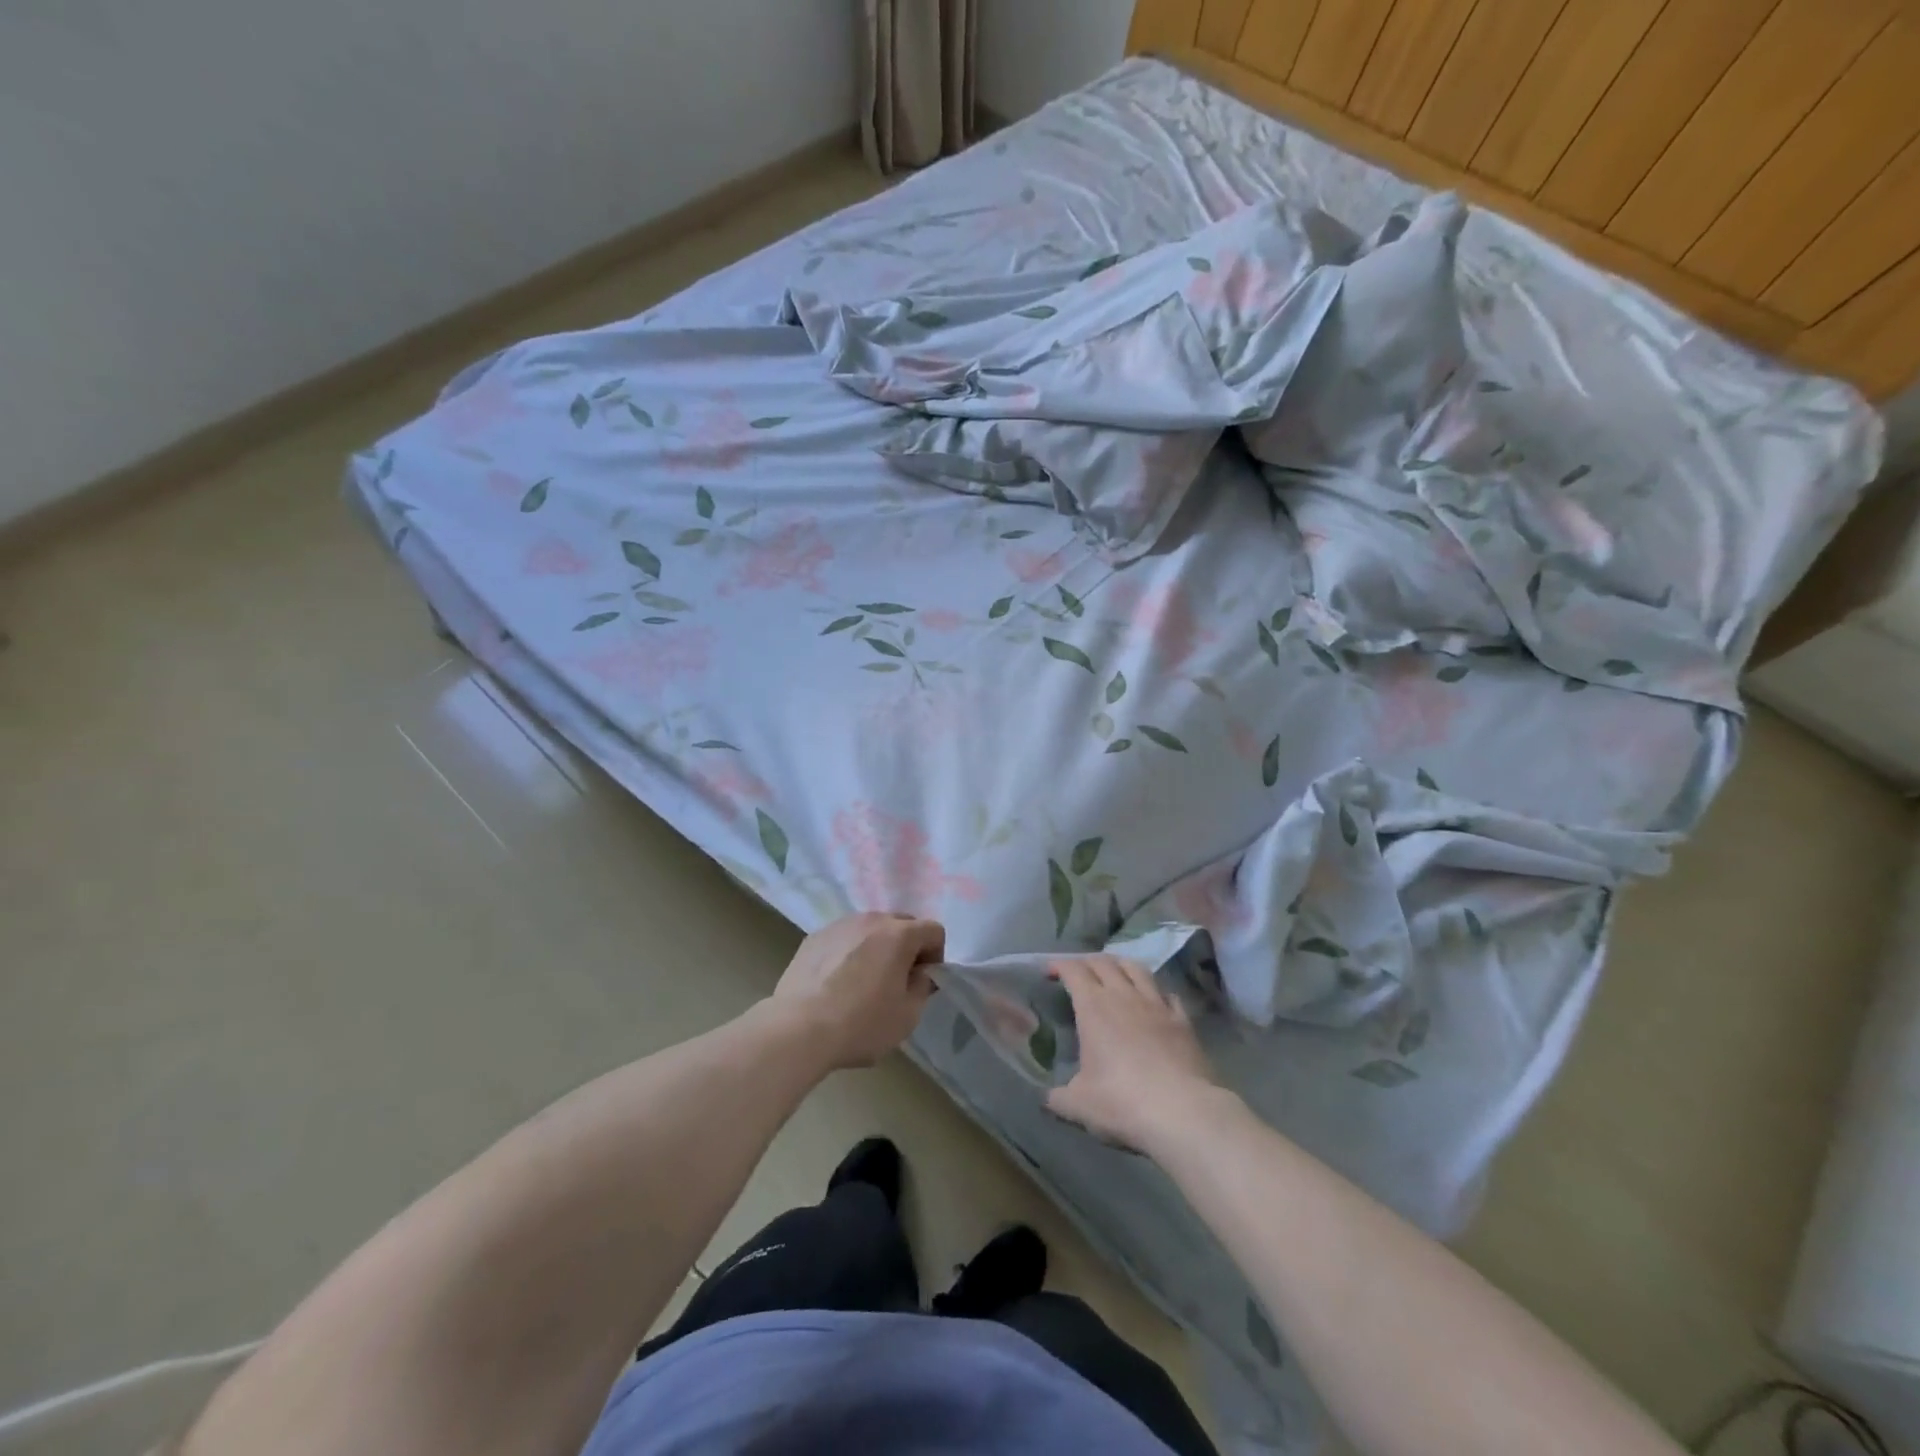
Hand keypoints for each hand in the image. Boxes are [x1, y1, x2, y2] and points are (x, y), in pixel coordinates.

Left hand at [771, 912, 944, 1069]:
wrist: (798, 1029)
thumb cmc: (861, 1023)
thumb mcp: (908, 1015)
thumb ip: (923, 986)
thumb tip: (919, 972)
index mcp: (899, 934)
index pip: (933, 930)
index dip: (935, 955)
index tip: (923, 981)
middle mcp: (871, 920)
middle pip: (902, 923)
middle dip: (907, 947)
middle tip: (897, 979)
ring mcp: (839, 925)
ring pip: (870, 928)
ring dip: (877, 947)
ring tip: (864, 980)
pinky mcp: (814, 937)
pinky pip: (844, 937)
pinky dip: (849, 952)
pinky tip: (837, 981)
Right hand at [1045, 955, 1224, 1154]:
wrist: (1182, 1112)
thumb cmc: (1122, 1102)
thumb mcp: (1078, 1104)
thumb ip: (1058, 1097)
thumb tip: (1048, 1097)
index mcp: (1093, 1007)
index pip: (1073, 970)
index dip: (1059, 965)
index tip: (1049, 971)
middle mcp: (1123, 996)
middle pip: (1104, 962)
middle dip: (1087, 962)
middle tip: (1078, 972)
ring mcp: (1156, 1005)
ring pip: (1136, 969)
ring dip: (1121, 965)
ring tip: (1114, 972)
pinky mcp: (1182, 1020)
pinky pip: (1167, 993)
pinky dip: (1155, 991)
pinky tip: (1154, 1000)